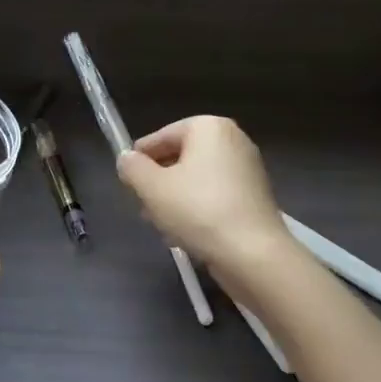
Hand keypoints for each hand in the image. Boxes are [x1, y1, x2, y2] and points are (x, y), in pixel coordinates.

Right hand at [115, 116, 291, 280]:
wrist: (253, 254)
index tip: (126, 182)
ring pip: (196, 179)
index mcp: (209, 127)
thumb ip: (132, 168)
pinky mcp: (255, 196)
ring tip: (160, 224)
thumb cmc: (198, 211)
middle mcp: (233, 139)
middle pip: (180, 157)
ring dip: (174, 198)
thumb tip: (127, 160)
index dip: (139, 160)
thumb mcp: (152, 188)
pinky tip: (185, 233)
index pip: (161, 137)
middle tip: (142, 206)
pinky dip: (197, 208)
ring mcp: (248, 168)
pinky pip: (215, 195)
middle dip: (158, 181)